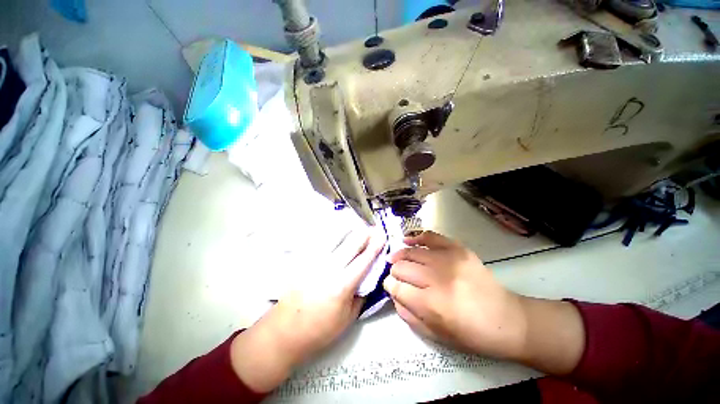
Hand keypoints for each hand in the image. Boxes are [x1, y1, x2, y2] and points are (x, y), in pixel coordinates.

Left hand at [231, 228, 385, 391]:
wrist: (285, 331)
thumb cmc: (320, 329)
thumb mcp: (348, 318)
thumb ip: (361, 294)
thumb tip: (368, 277)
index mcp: (342, 285)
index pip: (363, 260)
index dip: (375, 247)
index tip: (382, 236)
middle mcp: (329, 269)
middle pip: (350, 244)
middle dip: (364, 234)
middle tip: (373, 227)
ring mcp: (314, 262)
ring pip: (335, 238)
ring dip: (349, 230)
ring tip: (357, 225)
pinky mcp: (304, 261)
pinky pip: (320, 242)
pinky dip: (331, 234)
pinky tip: (337, 230)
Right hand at [383, 231, 527, 359]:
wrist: (507, 320)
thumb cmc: (471, 334)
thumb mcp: (435, 335)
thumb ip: (408, 315)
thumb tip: (393, 294)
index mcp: (431, 304)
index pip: (397, 287)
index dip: (389, 285)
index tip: (389, 286)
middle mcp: (437, 278)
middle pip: (402, 267)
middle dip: (394, 271)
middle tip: (396, 275)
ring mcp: (449, 259)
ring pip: (412, 251)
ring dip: (400, 255)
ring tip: (396, 258)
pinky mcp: (458, 249)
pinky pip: (430, 237)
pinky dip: (416, 237)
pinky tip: (407, 240)